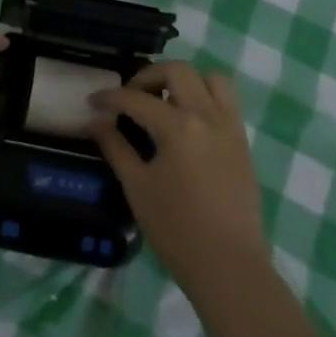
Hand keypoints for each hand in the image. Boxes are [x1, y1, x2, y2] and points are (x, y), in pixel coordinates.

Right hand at [89, 62, 268, 299]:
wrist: (228, 265)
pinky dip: (205, 96)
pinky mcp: (242, 141)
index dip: (110, 97)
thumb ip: (115, 147)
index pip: (136, 98)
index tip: (93, 102)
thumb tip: (97, 121)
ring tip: (165, 101)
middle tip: (131, 96)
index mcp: (178, 126)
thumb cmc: (176, 229)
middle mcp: (207, 115)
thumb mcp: (137, 187)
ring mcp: (229, 126)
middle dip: (148, 75)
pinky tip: (187, 122)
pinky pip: (227, 101)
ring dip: (185, 80)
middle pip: (178, 71)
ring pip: (210, 78)